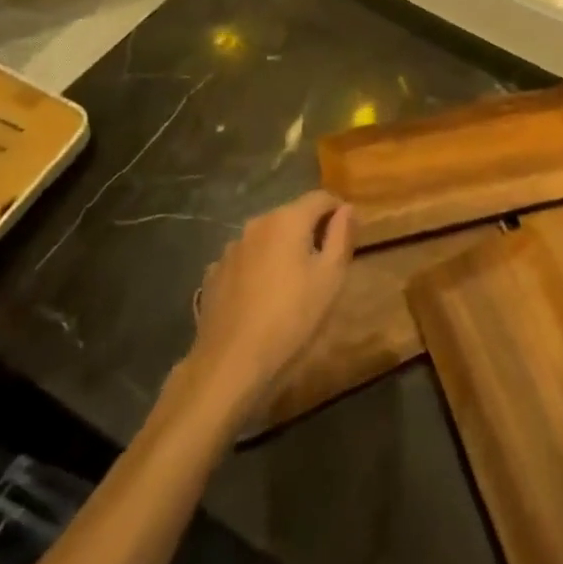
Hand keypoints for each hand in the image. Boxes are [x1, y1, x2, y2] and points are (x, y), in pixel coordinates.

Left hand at [188, 192, 352, 413]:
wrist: (230, 365)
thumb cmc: (292, 318)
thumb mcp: (331, 278)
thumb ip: (342, 235)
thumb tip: (346, 209)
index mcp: (287, 220)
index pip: (321, 198)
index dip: (339, 212)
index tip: (348, 237)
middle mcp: (256, 224)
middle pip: (292, 215)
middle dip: (311, 231)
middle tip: (326, 264)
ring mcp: (231, 249)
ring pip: (268, 238)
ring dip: (284, 250)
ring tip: (293, 284)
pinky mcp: (213, 275)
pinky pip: (246, 260)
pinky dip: (259, 269)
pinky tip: (262, 298)